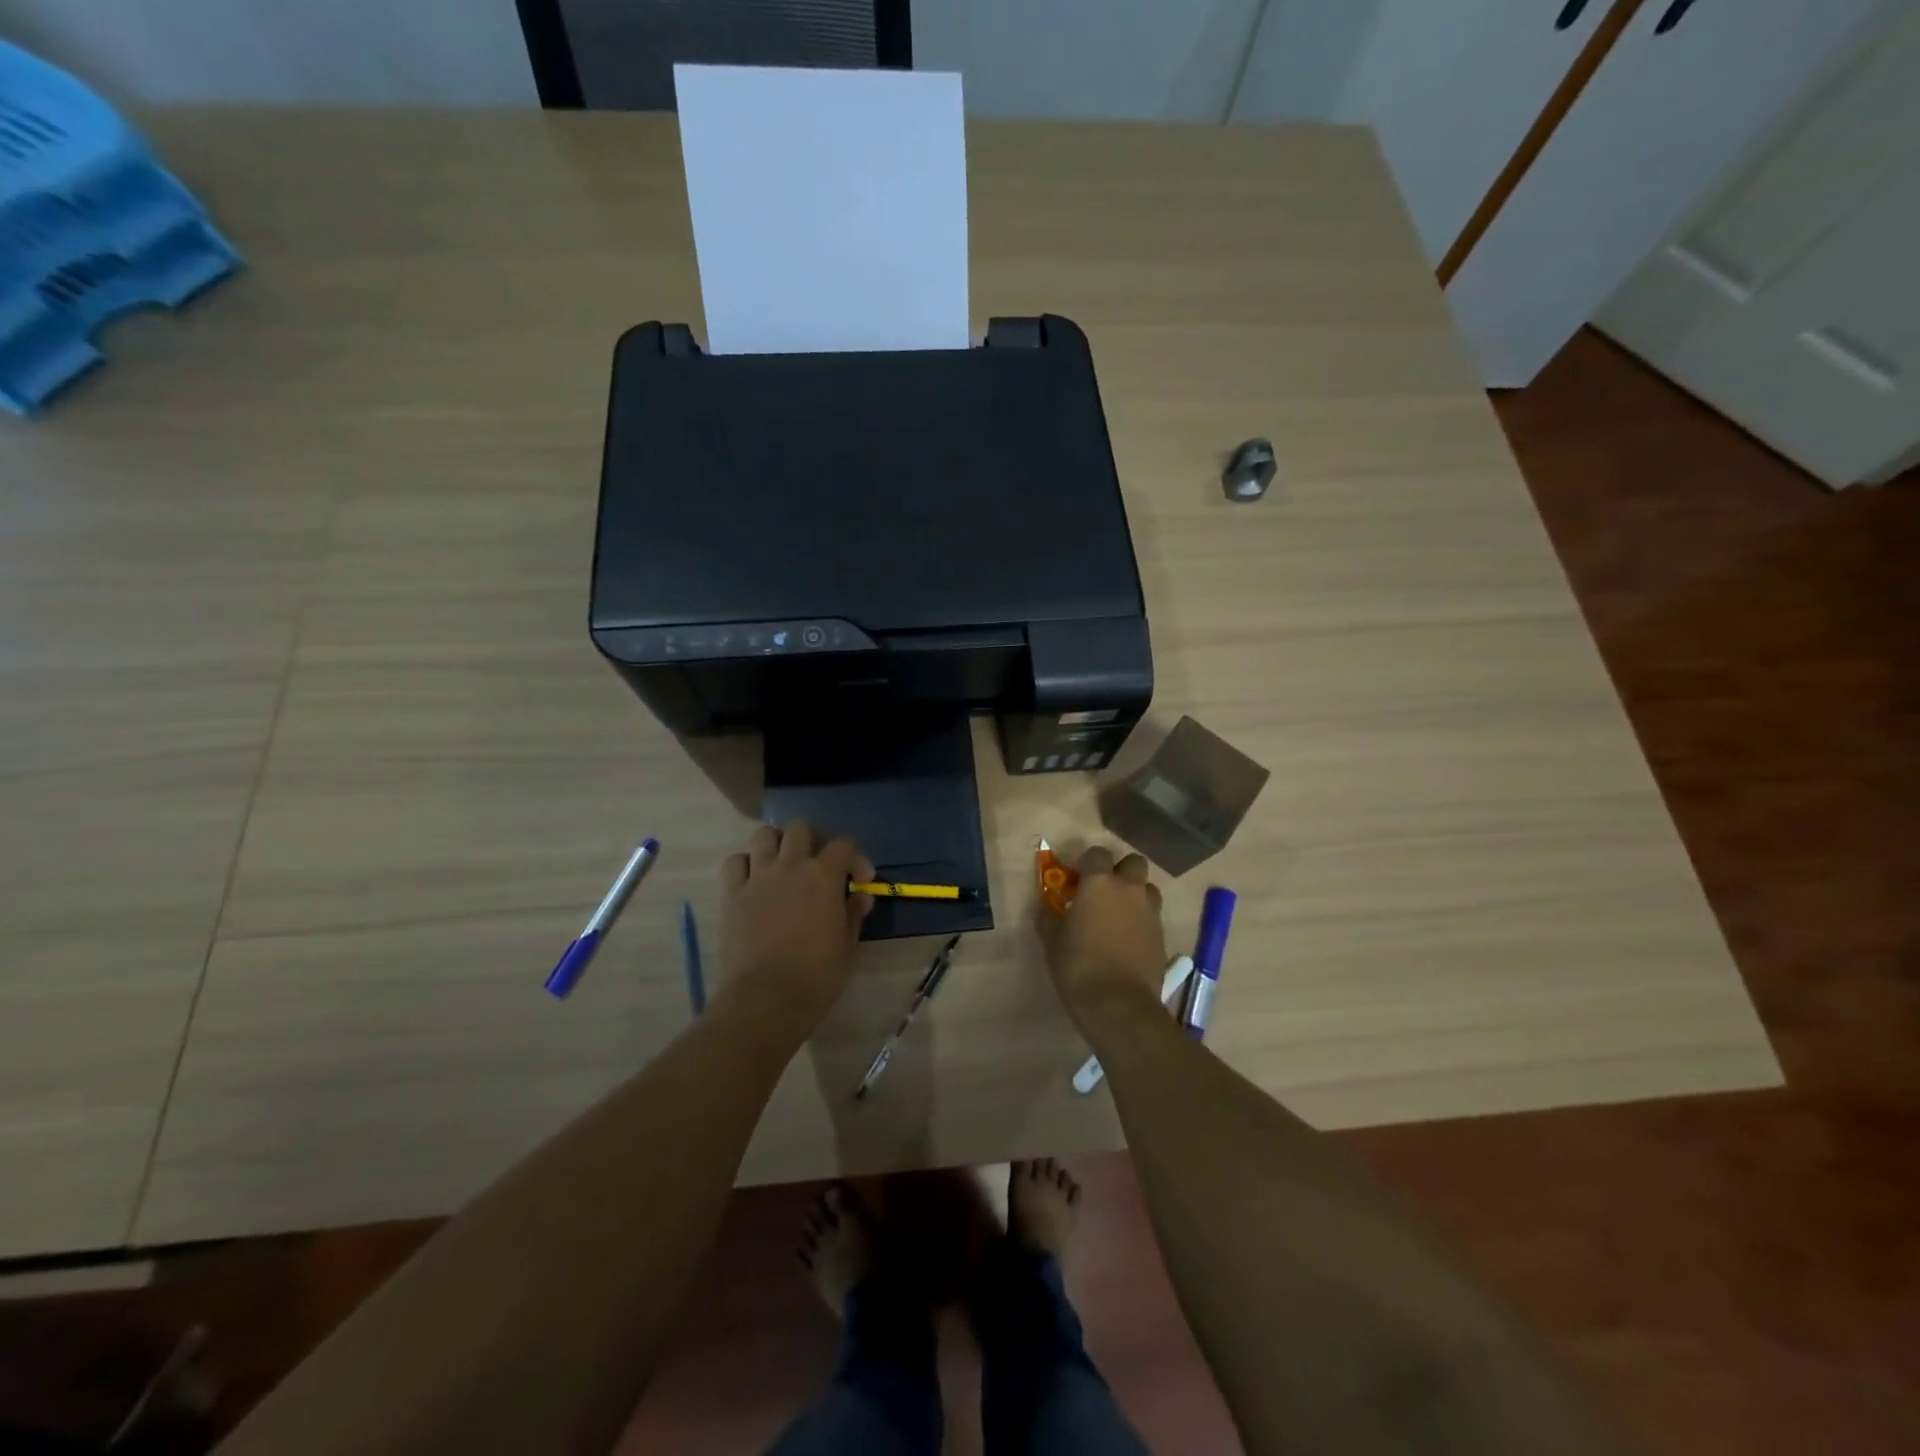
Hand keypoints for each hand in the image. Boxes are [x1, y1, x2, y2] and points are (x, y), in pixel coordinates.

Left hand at [717, 820, 872, 1029]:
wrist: (767, 999)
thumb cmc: (817, 976)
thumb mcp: (847, 946)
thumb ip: (853, 913)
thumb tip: (860, 896)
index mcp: (823, 875)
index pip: (844, 844)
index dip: (856, 858)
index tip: (860, 880)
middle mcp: (790, 865)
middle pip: (800, 827)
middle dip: (813, 840)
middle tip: (818, 864)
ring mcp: (758, 876)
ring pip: (764, 835)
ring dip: (777, 845)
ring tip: (783, 866)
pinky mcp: (732, 894)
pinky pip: (735, 862)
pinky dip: (745, 865)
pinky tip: (753, 882)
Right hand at [1037, 847, 1167, 1024]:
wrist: (1119, 1005)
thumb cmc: (1078, 966)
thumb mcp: (1052, 940)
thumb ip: (1049, 916)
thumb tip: (1045, 906)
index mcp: (1099, 883)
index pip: (1098, 853)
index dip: (1087, 863)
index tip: (1077, 879)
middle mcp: (1129, 889)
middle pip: (1133, 863)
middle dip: (1121, 871)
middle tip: (1104, 891)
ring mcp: (1150, 912)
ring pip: (1148, 888)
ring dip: (1136, 894)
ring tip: (1119, 915)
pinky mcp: (1162, 935)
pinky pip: (1153, 916)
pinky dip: (1142, 920)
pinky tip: (1128, 939)